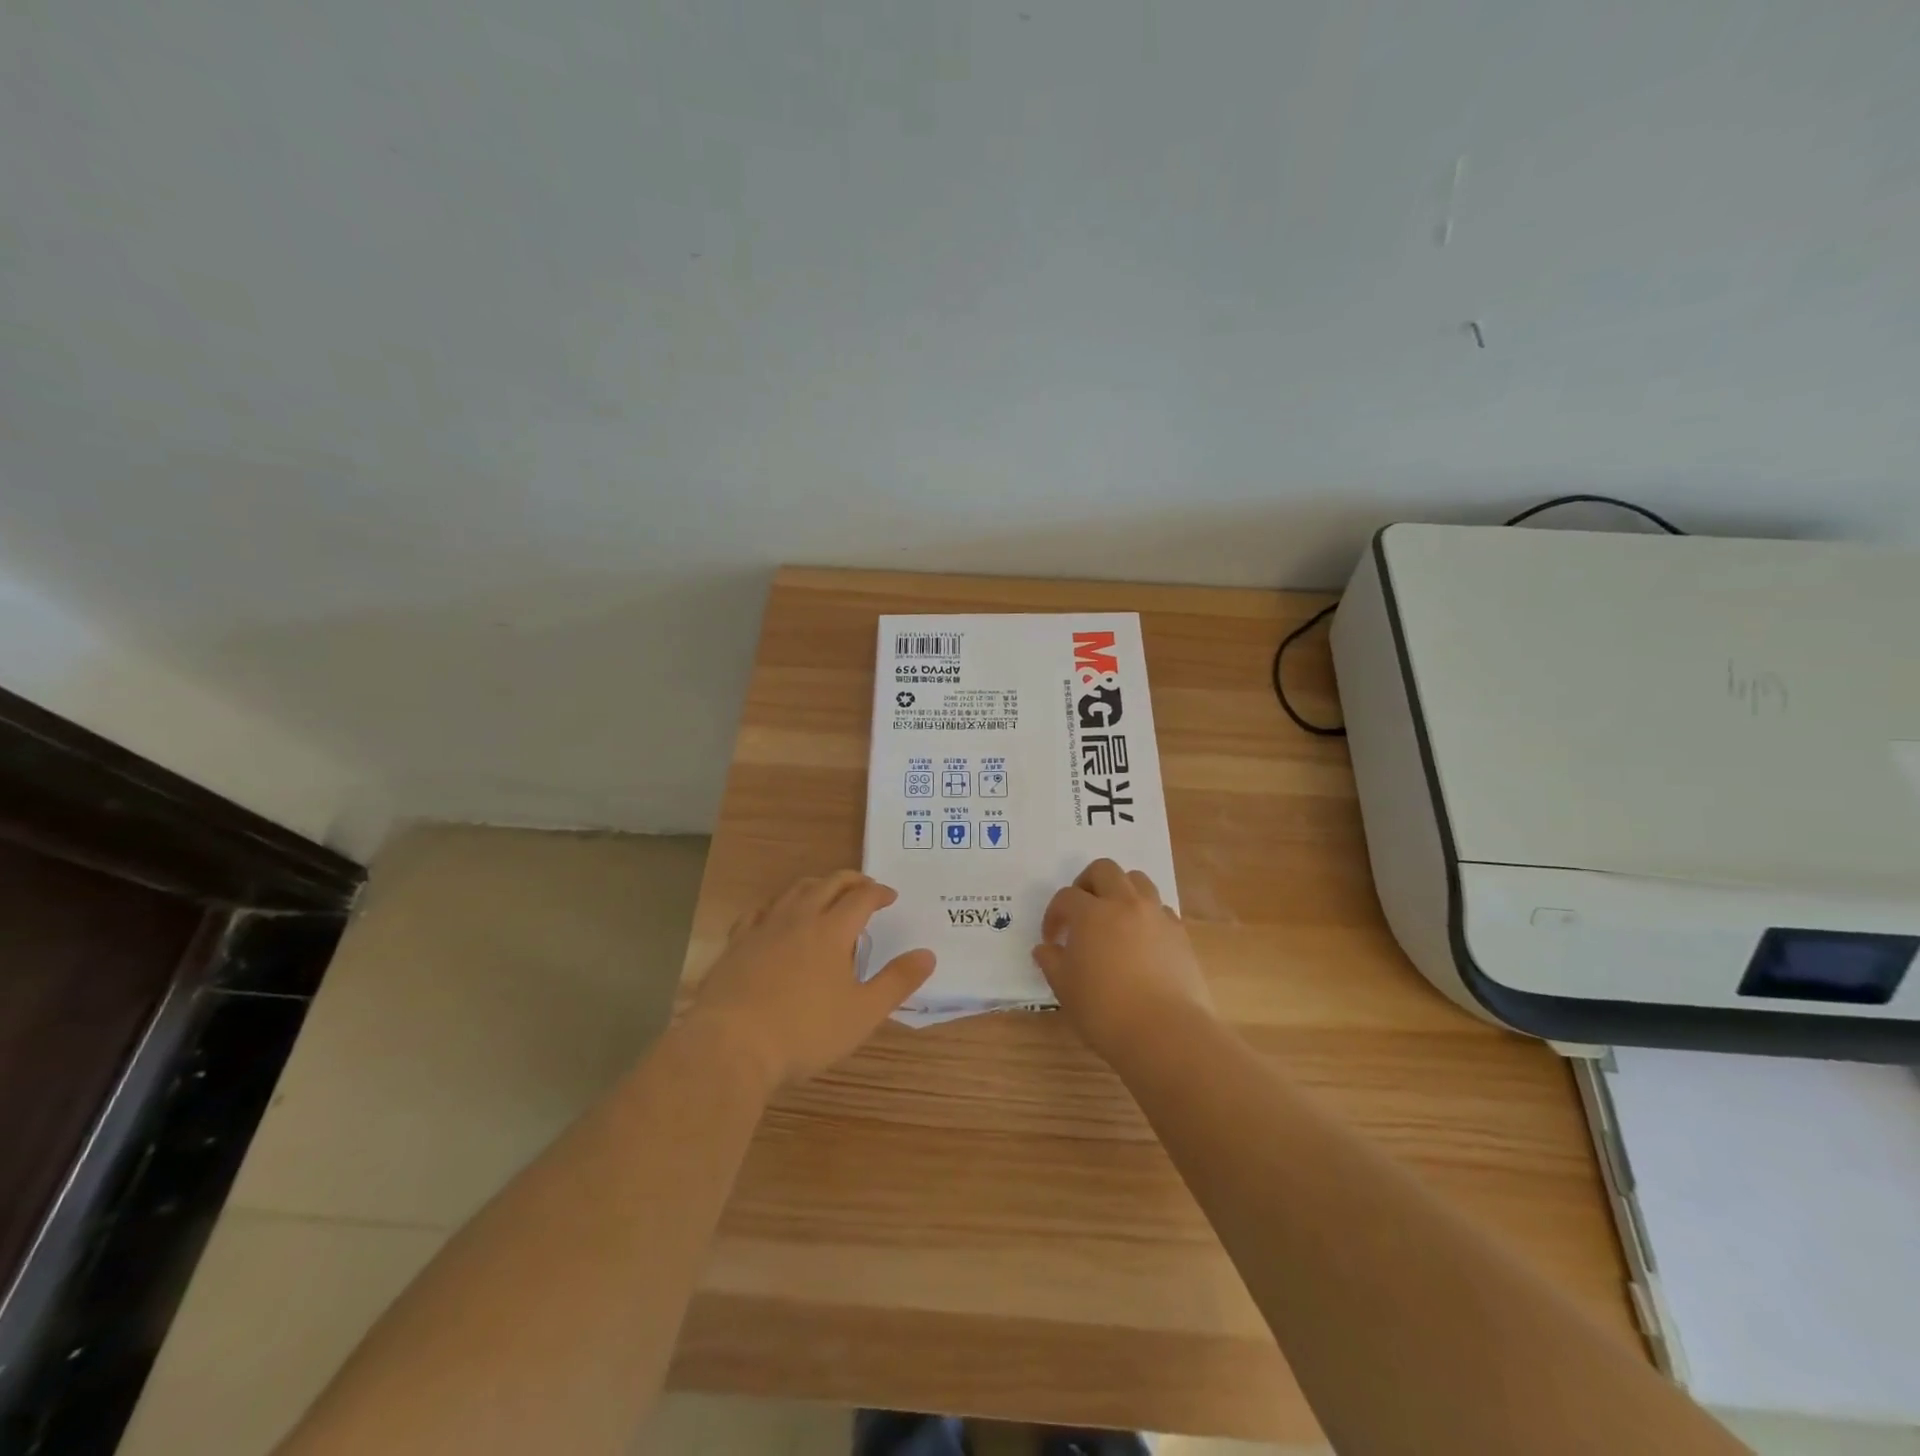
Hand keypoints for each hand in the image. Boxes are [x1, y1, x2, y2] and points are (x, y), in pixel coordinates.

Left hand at [685, 871, 935, 1091]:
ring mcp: (763, 928)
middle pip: (828, 884)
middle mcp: (798, 918)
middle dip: (850, 880)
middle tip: (864, 886)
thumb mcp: (862, 1013)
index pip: (861, 897)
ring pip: (793, 891)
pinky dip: (777, 906)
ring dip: (816, 886)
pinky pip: (759, 911)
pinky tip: (776, 916)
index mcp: (832, 931)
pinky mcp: (736, 944)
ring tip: (825, 893)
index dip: (879, 892)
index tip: (890, 896)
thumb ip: (897, 982)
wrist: (731, 1045)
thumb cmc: (804, 1031)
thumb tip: (927, 954)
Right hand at [1032, 858, 1213, 1060]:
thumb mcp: (1065, 988)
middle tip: (1081, 911)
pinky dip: (1147, 915)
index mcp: (1091, 913)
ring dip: (1121, 891)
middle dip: (1087, 883)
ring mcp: (1156, 916)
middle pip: (1104, 870)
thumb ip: (1051, 962)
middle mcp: (1125, 903)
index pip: (1066, 897)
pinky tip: (1141, 941)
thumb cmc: (1105, 1011)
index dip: (1054, 915)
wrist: (1165, 1033)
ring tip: (1113, 918)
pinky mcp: (1180, 934)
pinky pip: (1160, 909)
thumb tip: (1045, 948)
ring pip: (1138, 881)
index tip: (1052, 939)